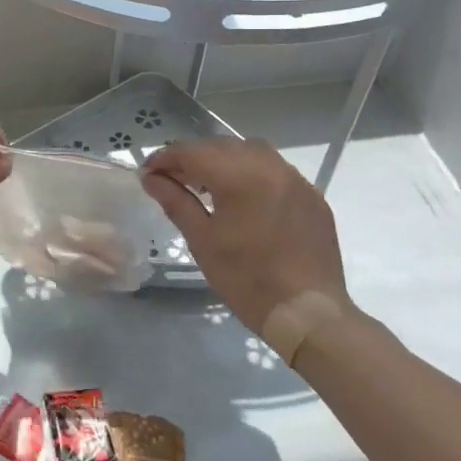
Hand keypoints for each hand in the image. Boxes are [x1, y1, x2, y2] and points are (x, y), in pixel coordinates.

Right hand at [141, 139, 350, 335]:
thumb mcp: (203, 241)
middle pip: (221, 146)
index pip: (192, 152)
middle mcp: (270, 166)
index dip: (165, 158)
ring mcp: (296, 179)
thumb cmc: (248, 279)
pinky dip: (253, 173)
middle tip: (173, 179)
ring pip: (251, 151)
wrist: (309, 314)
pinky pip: (276, 170)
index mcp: (240, 176)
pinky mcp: (312, 195)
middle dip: (193, 157)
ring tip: (209, 185)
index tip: (148, 172)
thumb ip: (176, 201)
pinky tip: (246, 198)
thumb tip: (151, 178)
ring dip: (224, 160)